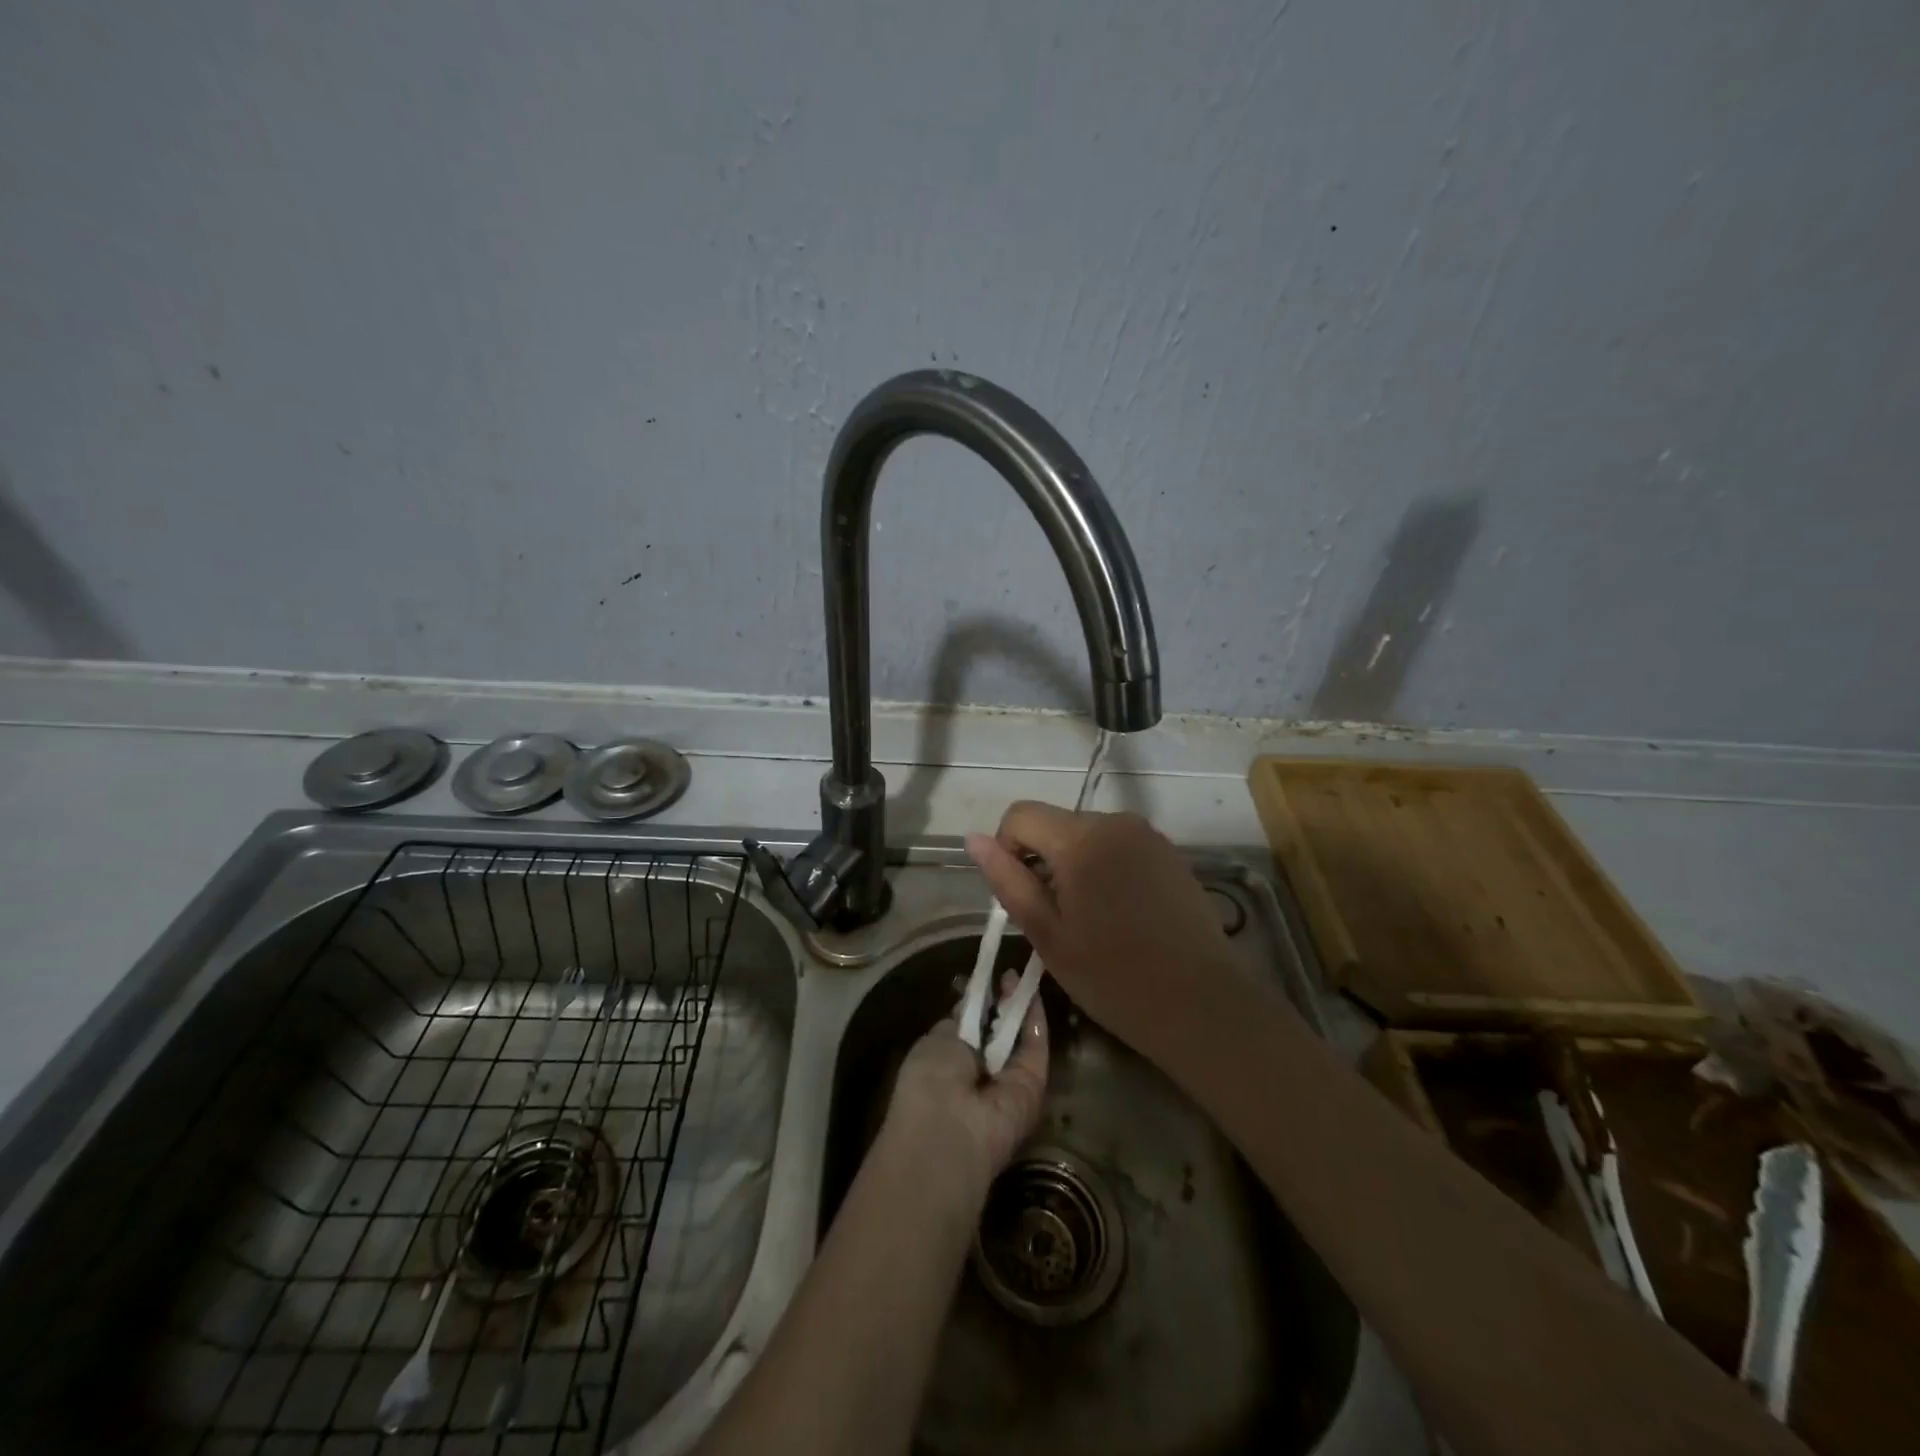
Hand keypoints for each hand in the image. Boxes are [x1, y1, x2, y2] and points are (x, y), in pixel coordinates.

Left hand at [881, 972, 1049, 1199]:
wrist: (949, 1129)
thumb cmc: (929, 1080)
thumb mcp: (936, 1041)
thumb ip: (958, 1023)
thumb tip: (969, 1005)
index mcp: (950, 1065)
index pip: (970, 1030)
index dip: (979, 1003)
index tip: (986, 979)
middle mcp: (981, 1075)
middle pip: (998, 1032)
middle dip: (1003, 1002)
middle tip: (1008, 974)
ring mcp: (1009, 1081)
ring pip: (1020, 1038)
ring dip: (1020, 1005)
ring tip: (1022, 973)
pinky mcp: (1034, 1084)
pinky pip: (1036, 1046)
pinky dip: (1035, 1018)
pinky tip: (1032, 990)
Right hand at [965, 804, 1261, 1063]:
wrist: (1202, 1005)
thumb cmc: (1114, 977)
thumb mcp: (1048, 935)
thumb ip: (1008, 881)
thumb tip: (973, 839)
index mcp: (1081, 839)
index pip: (1021, 814)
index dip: (1007, 849)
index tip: (1022, 895)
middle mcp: (1116, 822)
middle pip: (1055, 824)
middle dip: (1043, 860)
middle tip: (1057, 918)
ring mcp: (1147, 835)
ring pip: (1087, 835)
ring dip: (1075, 866)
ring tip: (1091, 920)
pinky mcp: (1169, 852)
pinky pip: (1118, 846)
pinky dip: (1105, 868)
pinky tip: (1121, 915)